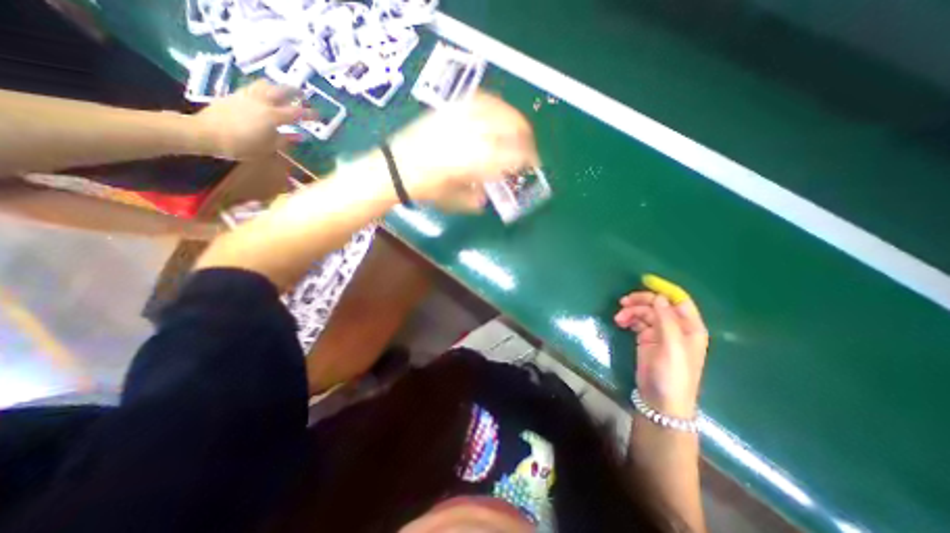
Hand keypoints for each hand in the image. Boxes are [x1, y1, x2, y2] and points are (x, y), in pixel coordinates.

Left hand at [190, 80, 313, 160]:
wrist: (205, 133)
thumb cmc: (242, 145)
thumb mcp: (269, 147)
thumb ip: (285, 139)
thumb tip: (300, 135)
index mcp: (273, 116)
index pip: (297, 113)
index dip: (310, 114)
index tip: (319, 115)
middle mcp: (262, 102)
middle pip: (280, 90)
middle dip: (294, 92)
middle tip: (303, 95)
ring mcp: (247, 96)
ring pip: (265, 85)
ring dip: (277, 87)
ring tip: (282, 92)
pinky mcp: (234, 95)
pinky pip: (253, 88)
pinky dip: (263, 89)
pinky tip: (264, 96)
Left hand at [386, 91, 536, 209]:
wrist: (396, 167)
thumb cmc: (426, 189)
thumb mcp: (454, 201)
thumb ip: (476, 199)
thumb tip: (486, 198)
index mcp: (477, 161)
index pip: (513, 155)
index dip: (527, 159)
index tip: (532, 166)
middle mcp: (474, 135)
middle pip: (512, 128)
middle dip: (527, 139)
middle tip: (529, 150)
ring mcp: (462, 118)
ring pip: (500, 111)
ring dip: (515, 120)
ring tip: (519, 130)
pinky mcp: (451, 109)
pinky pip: (481, 100)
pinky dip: (496, 106)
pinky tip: (499, 113)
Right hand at [613, 289, 708, 418]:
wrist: (660, 400)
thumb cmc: (672, 374)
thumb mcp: (672, 346)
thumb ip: (666, 320)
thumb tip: (658, 297)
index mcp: (690, 327)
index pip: (679, 300)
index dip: (663, 289)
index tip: (644, 281)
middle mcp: (677, 327)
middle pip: (658, 304)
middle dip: (641, 301)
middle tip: (623, 302)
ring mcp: (661, 333)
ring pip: (645, 312)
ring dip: (631, 311)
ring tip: (618, 318)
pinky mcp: (647, 339)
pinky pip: (637, 322)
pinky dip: (629, 319)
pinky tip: (620, 322)